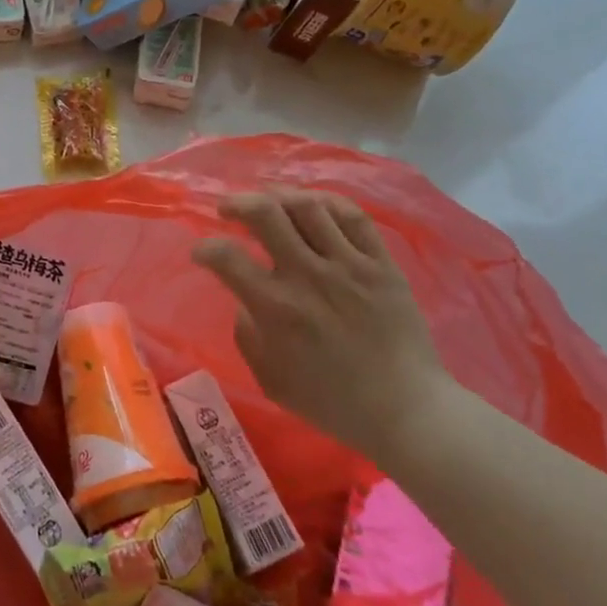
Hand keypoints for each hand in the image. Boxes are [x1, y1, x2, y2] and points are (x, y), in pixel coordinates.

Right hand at [192, 188, 451, 458]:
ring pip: (308, 206)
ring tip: (270, 201)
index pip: (226, 257)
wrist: (405, 409)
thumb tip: (245, 302)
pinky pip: (353, 217)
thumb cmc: (331, 402)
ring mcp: (348, 264)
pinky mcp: (381, 263)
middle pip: (266, 213)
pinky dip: (327, 203)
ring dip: (279, 196)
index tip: (202, 253)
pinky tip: (314, 206)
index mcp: (275, 307)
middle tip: (228, 208)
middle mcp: (307, 275)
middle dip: (238, 202)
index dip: (205, 248)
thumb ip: (248, 335)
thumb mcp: (270, 379)